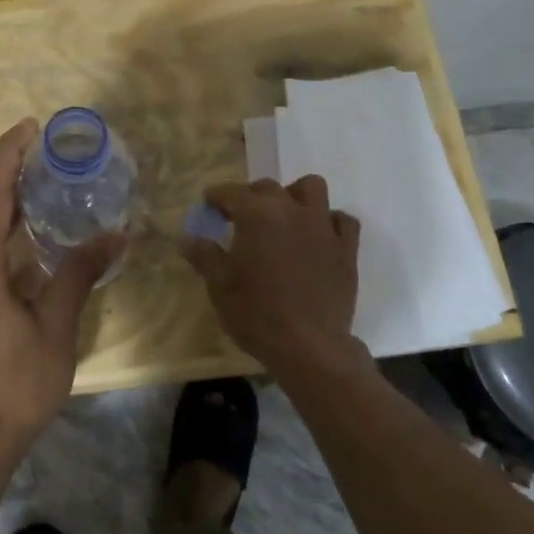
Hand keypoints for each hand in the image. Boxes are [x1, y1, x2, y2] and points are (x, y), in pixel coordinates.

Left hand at [0, 119, 120, 460]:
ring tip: (49, 193)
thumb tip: (116, 234)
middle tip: (52, 158)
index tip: (31, 126)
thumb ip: (79, 274)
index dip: (9, 154)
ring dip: (11, 214)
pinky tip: (35, 248)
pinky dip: (7, 245)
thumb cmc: (15, 385)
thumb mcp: (55, 327)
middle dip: (14, 180)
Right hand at [183, 176, 367, 383]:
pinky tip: (319, 237)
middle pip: (268, 187)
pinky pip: (343, 220)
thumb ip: (204, 256)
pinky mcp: (346, 248)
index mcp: (256, 215)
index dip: (216, 196)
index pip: (231, 192)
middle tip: (241, 218)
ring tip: (284, 216)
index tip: (208, 206)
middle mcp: (291, 211)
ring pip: (312, 189)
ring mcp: (323, 227)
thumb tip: (187, 238)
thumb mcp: (220, 287)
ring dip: (295, 195)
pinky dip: (329, 222)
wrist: (308, 346)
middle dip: (251, 196)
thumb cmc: (256, 315)